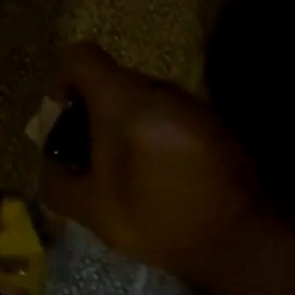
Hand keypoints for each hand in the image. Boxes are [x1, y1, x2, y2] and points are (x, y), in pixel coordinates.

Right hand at [40, 43, 262, 286]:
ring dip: (125, 128)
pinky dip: (153, 137)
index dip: (62, 83)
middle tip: (90, 159)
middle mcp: (159, 90)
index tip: (65, 123)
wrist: (241, 238)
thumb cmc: (158, 218)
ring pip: (142, 101)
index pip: (81, 56)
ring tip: (126, 174)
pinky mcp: (213, 124)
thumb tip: (53, 166)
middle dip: (92, 114)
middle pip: (112, 81)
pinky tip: (160, 179)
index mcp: (124, 100)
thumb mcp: (93, 211)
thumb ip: (58, 183)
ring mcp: (192, 104)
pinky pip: (168, 117)